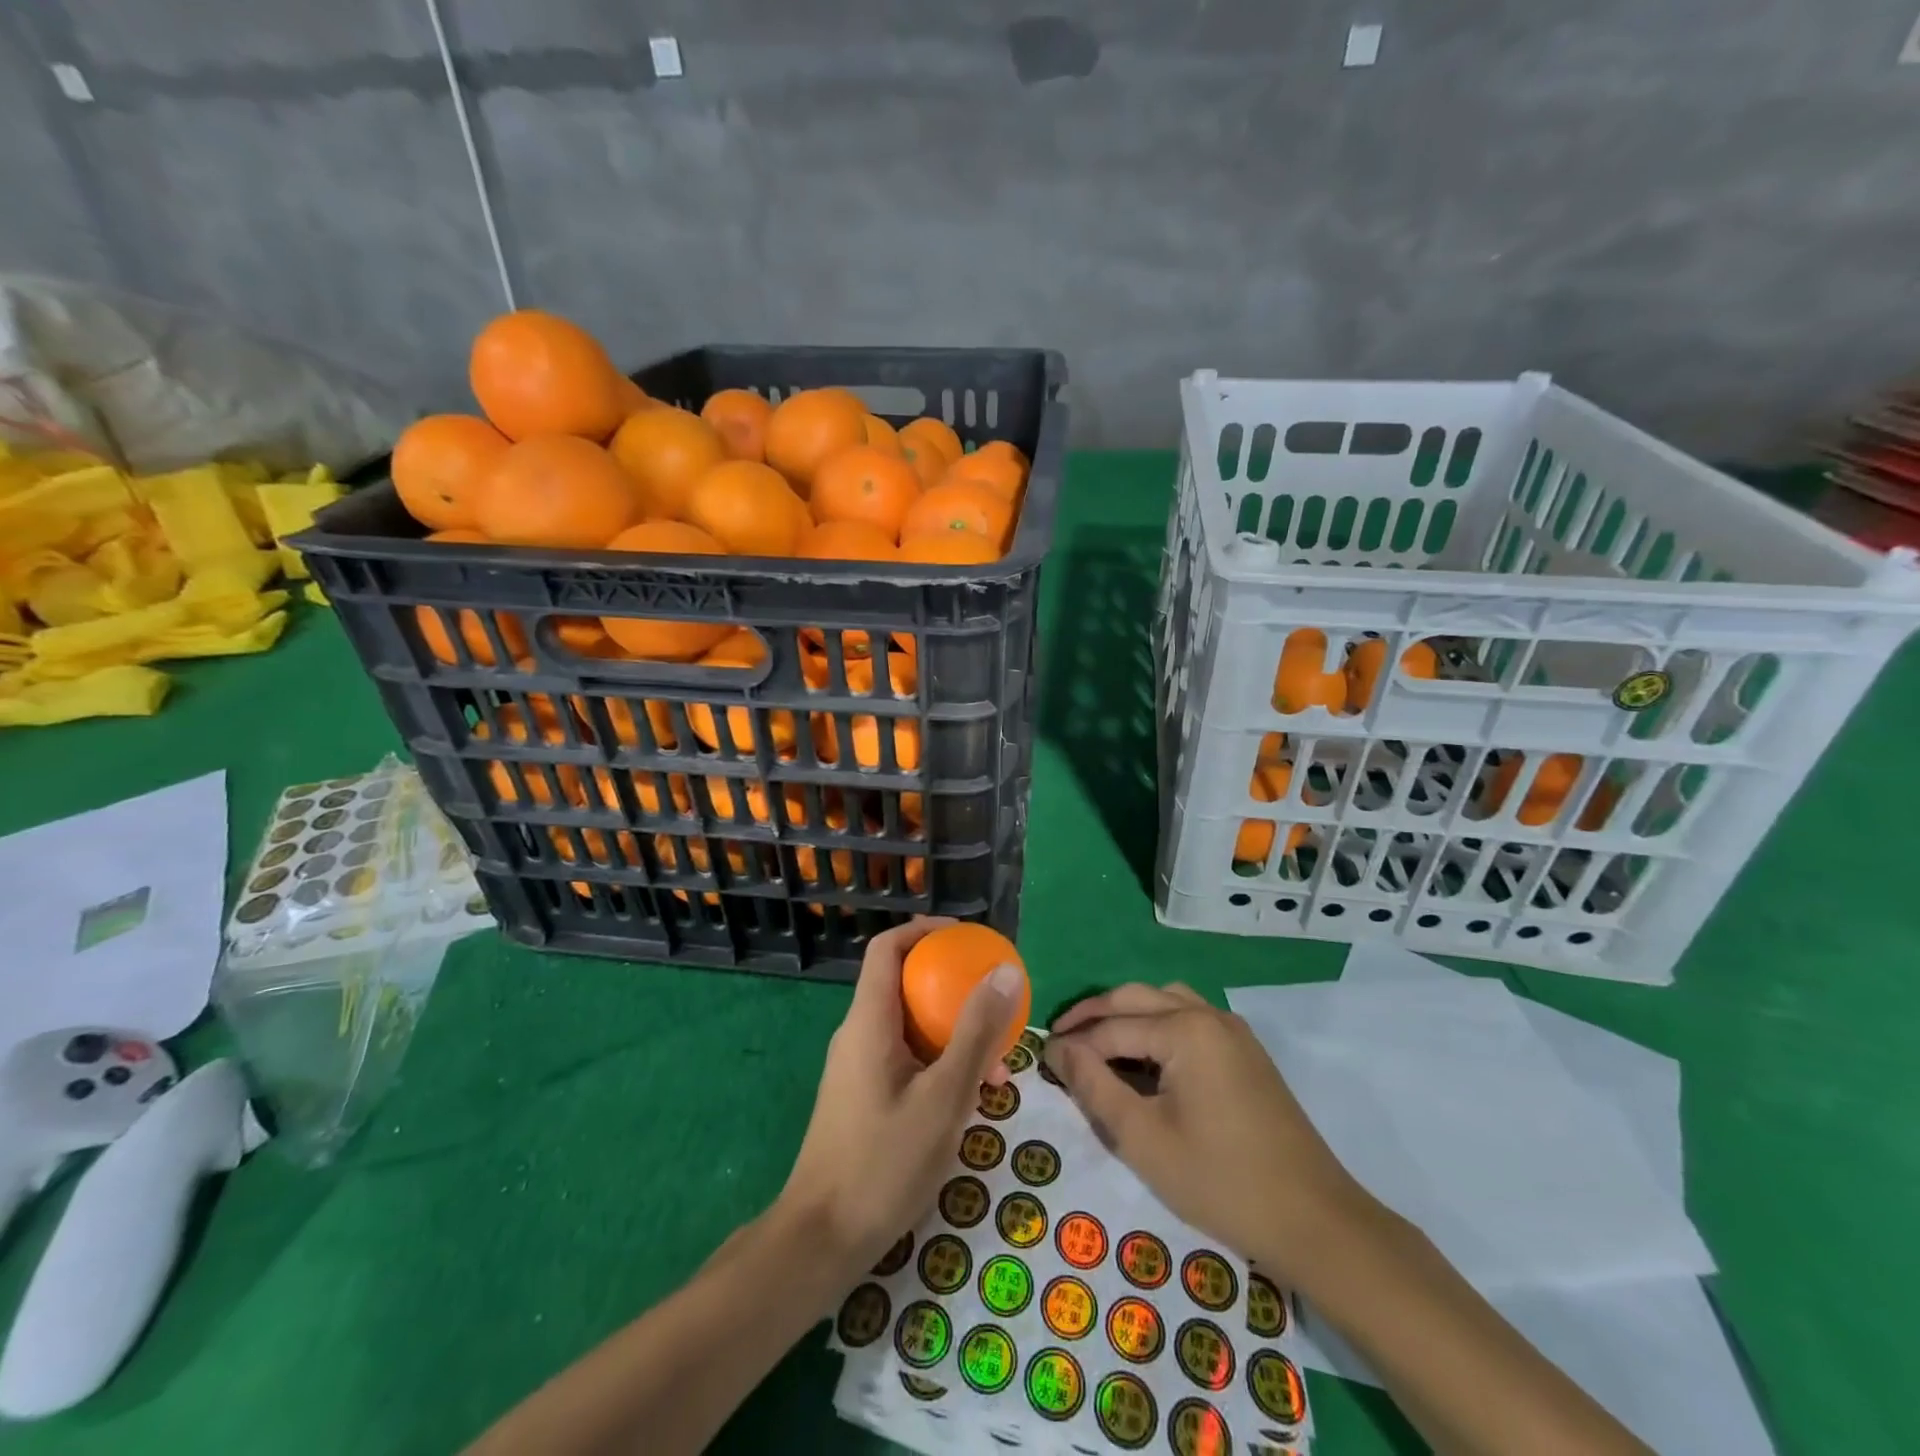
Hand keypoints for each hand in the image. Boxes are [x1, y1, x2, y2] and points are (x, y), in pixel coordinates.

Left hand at [778, 918, 1023, 1281]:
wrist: (822, 1241)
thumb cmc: (884, 1163)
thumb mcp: (945, 1097)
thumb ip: (976, 1033)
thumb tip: (1004, 971)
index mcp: (869, 1021)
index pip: (888, 947)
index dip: (926, 931)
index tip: (968, 938)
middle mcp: (859, 1033)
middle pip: (904, 983)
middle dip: (952, 986)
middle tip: (996, 1001)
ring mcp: (858, 1066)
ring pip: (909, 1025)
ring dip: (953, 1032)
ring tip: (998, 1066)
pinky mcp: (863, 1095)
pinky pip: (905, 1057)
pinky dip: (939, 1061)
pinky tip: (970, 1098)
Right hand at [1044, 983, 1366, 1280]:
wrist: (1316, 1221)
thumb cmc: (1221, 1182)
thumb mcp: (1144, 1140)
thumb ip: (1095, 1087)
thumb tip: (1057, 1050)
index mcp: (1184, 1030)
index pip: (1112, 1027)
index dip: (1073, 1044)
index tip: (1040, 1057)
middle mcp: (1208, 1015)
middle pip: (1135, 998)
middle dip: (1094, 1015)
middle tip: (1059, 1039)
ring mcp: (1232, 1030)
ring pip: (1164, 1001)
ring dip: (1126, 1014)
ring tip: (1097, 1043)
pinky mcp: (1245, 1051)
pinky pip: (1189, 1018)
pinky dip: (1156, 1025)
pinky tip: (1144, 1056)